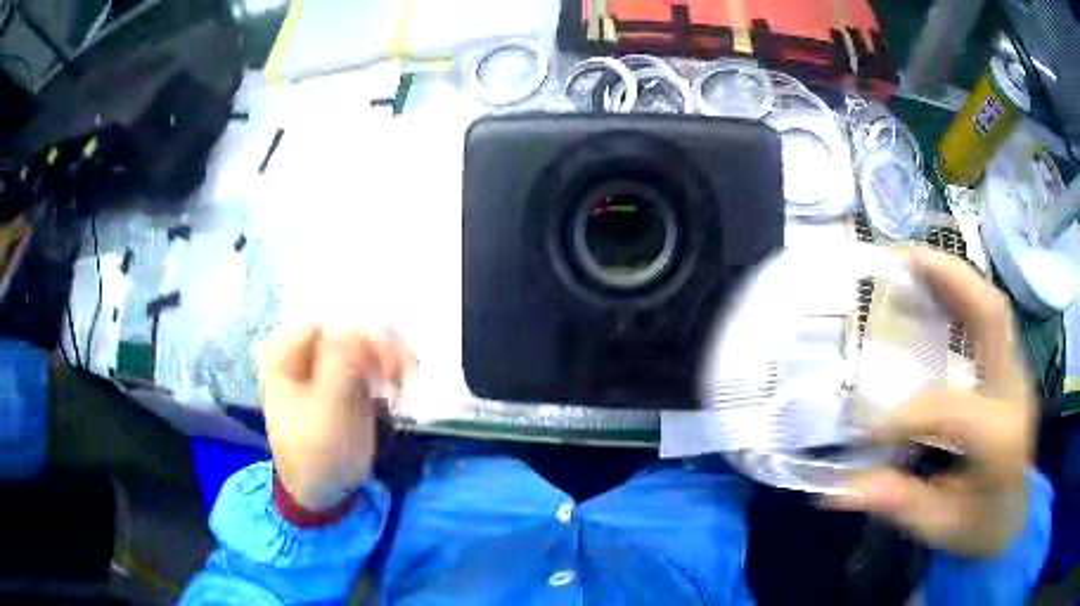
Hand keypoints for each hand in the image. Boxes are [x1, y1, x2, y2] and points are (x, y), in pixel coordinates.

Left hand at [261, 324, 415, 509]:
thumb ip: (338, 366)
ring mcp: (333, 362)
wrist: (323, 489)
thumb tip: (354, 327)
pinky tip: (405, 388)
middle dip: (382, 344)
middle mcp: (309, 349)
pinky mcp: (353, 377)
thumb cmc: (314, 454)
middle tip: (403, 376)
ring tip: (407, 384)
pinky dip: (396, 368)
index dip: (358, 335)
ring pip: (370, 339)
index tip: (384, 364)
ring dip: (394, 355)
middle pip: (352, 325)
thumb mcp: (325, 413)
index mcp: (287, 352)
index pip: (328, 322)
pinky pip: (378, 359)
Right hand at [826, 247, 1034, 556]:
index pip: (950, 408)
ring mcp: (1018, 373)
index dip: (904, 412)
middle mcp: (1015, 392)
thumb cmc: (979, 527)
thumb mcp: (939, 526)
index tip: (861, 425)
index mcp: (1001, 439)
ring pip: (993, 307)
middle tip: (904, 260)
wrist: (1013, 516)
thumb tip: (837, 491)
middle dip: (950, 280)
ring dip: (956, 278)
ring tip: (915, 263)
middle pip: (992, 317)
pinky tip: (937, 291)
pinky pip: (991, 319)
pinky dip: (964, 296)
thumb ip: (898, 503)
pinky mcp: (1012, 368)